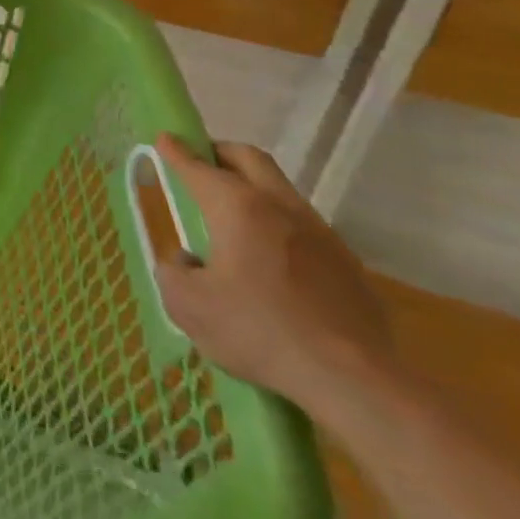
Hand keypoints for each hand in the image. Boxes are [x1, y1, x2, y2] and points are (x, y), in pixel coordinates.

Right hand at [152, 135, 393, 410]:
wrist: (354, 380)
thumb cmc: (258, 331)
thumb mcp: (187, 305)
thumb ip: (172, 272)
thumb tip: (185, 260)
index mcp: (238, 208)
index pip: (200, 167)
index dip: (177, 152)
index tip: (164, 138)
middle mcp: (280, 207)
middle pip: (249, 160)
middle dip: (219, 152)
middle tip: (199, 162)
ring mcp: (320, 233)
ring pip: (280, 190)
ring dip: (251, 187)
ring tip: (230, 213)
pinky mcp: (346, 263)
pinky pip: (301, 225)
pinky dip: (276, 222)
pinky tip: (268, 257)